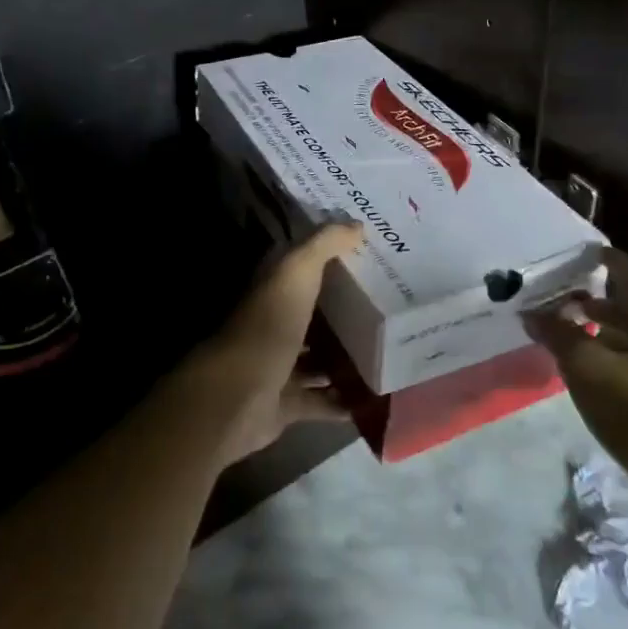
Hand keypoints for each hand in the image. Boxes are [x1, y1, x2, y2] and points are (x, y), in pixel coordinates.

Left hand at [191, 223, 361, 466]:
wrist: (239, 394)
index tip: (365, 254)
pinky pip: (320, 401)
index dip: (328, 257)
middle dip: (342, 310)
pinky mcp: (286, 403)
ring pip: (315, 358)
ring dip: (343, 356)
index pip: (301, 266)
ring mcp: (278, 366)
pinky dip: (342, 402)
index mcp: (273, 289)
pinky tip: (373, 398)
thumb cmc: (269, 324)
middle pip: (311, 313)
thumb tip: (357, 224)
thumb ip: (324, 244)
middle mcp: (273, 324)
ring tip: (385, 350)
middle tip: (388, 304)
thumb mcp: (297, 271)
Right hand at [524, 247, 627, 497]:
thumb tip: (533, 312)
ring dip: (607, 337)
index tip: (585, 252)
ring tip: (573, 338)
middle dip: (600, 304)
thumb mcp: (592, 370)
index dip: (608, 262)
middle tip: (564, 299)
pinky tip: (597, 379)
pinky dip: (618, 366)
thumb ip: (561, 337)